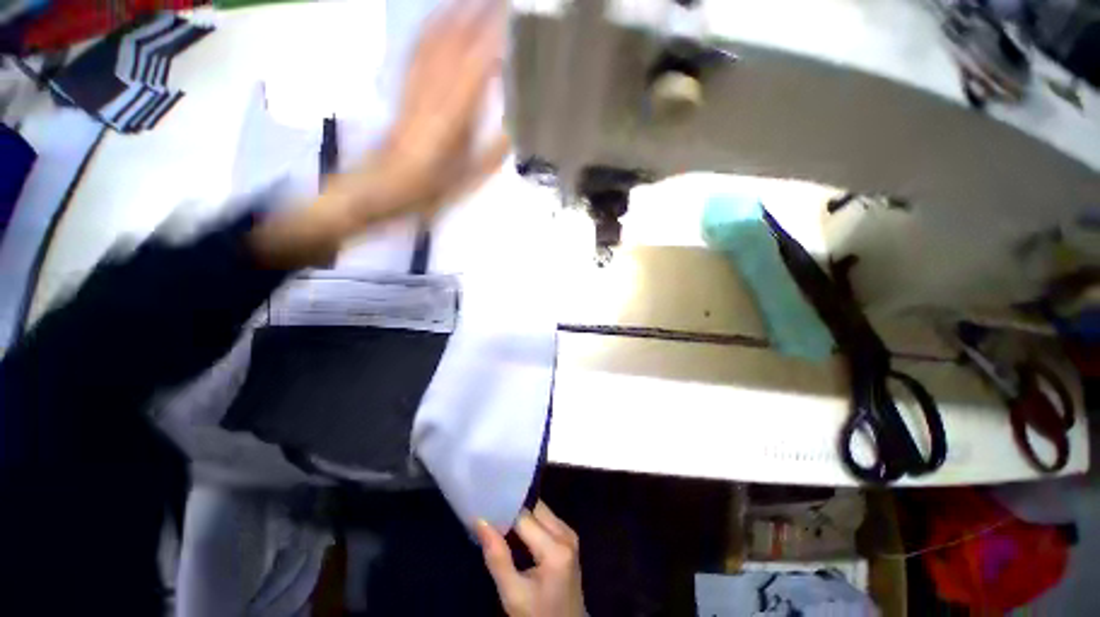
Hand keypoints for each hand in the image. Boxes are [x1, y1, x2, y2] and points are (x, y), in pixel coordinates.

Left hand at [250, 0, 506, 268]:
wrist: (379, 189)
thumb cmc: (426, 191)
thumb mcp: (467, 179)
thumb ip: (493, 152)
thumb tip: (516, 126)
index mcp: (452, 115)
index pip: (478, 62)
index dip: (496, 35)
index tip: (515, 15)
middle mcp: (432, 91)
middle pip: (456, 40)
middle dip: (480, 13)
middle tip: (504, 0)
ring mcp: (413, 84)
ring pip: (435, 37)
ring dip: (456, 12)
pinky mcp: (402, 86)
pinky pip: (417, 49)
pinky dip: (432, 28)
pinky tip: (440, 19)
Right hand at [477, 502, 585, 616]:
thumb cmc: (538, 616)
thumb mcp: (513, 594)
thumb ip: (497, 558)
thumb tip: (480, 521)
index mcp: (556, 548)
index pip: (524, 516)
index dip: (503, 512)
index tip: (485, 509)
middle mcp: (566, 533)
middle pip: (535, 508)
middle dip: (513, 509)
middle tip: (490, 514)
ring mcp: (569, 534)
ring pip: (540, 510)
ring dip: (521, 514)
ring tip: (499, 521)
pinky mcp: (568, 538)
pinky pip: (546, 519)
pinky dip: (529, 521)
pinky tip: (514, 531)